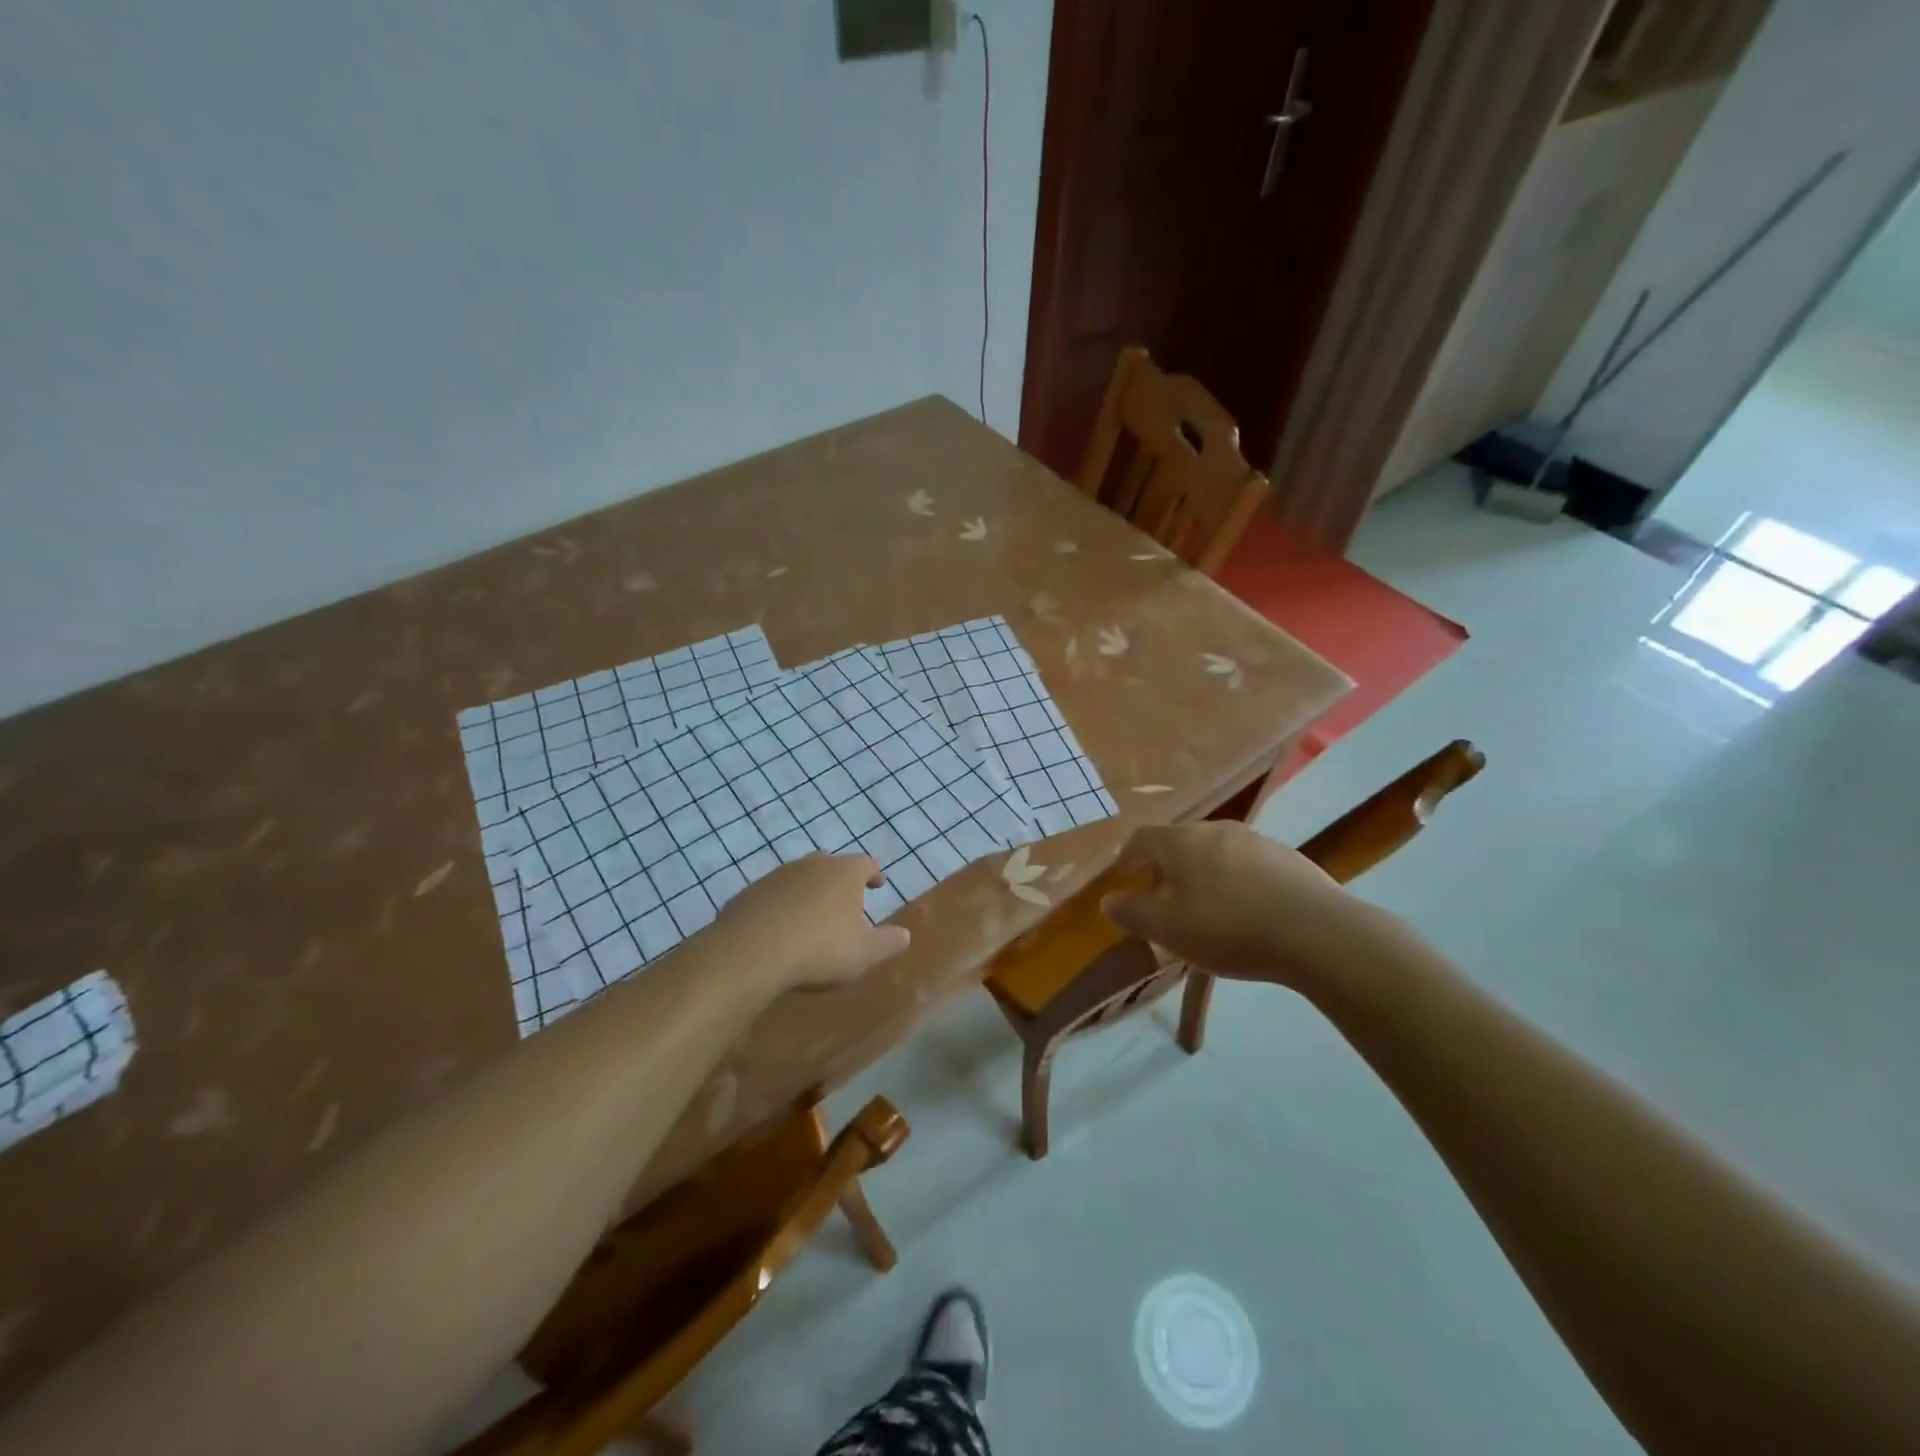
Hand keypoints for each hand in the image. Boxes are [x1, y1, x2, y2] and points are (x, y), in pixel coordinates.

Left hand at [714, 853, 910, 991]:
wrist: (751, 951)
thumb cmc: (820, 948)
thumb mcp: (865, 952)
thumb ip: (889, 942)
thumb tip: (905, 934)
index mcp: (844, 873)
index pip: (866, 864)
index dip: (874, 873)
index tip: (878, 883)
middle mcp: (812, 865)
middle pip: (830, 864)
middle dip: (839, 879)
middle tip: (845, 896)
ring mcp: (777, 876)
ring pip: (799, 877)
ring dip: (808, 891)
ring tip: (811, 913)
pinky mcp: (749, 893)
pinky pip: (772, 895)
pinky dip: (781, 906)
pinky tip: (779, 926)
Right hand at [1101, 821, 1391, 989]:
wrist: (1317, 933)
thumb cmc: (1229, 929)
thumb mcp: (1169, 930)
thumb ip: (1133, 912)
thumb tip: (1108, 899)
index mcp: (1181, 842)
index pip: (1142, 837)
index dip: (1128, 855)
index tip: (1124, 874)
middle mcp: (1216, 830)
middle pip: (1180, 841)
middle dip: (1166, 866)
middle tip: (1163, 896)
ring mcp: (1256, 840)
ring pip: (1215, 851)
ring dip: (1202, 872)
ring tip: (1206, 906)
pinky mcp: (1288, 857)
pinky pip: (1247, 863)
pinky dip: (1235, 880)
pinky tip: (1246, 910)